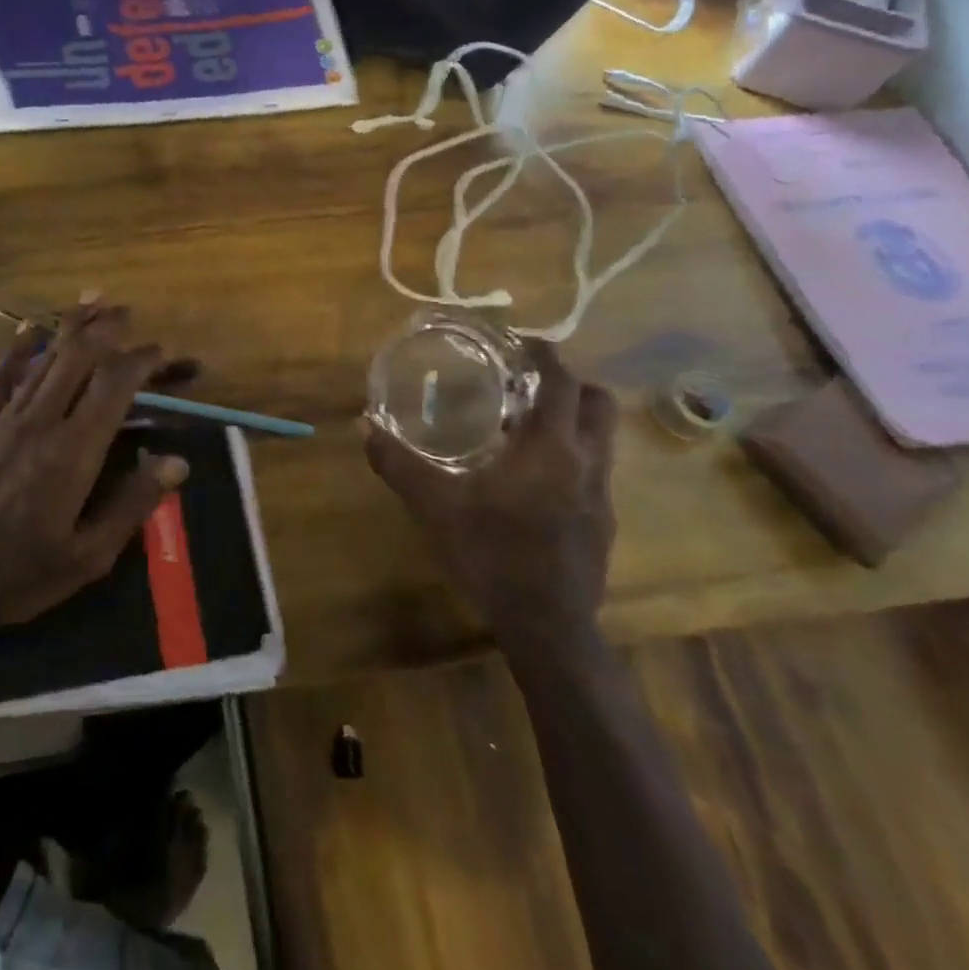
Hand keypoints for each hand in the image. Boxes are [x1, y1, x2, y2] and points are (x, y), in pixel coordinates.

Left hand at [0, 303, 190, 629]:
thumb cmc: (22, 573)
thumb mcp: (89, 555)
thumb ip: (134, 503)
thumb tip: (177, 462)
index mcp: (74, 452)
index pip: (113, 385)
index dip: (140, 359)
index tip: (160, 350)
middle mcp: (41, 422)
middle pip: (78, 357)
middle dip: (105, 328)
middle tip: (127, 312)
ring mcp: (5, 419)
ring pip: (44, 358)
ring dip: (70, 328)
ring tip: (93, 302)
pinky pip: (0, 377)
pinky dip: (17, 349)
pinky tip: (28, 329)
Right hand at [362, 342, 617, 650]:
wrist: (547, 626)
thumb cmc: (492, 553)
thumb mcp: (434, 505)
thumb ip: (398, 463)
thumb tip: (364, 426)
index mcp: (550, 447)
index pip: (563, 382)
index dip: (547, 355)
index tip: (523, 343)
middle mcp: (586, 462)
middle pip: (598, 403)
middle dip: (571, 384)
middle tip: (530, 383)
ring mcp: (602, 495)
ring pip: (603, 439)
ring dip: (575, 421)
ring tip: (530, 427)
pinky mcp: (605, 523)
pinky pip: (596, 472)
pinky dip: (574, 458)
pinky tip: (537, 480)